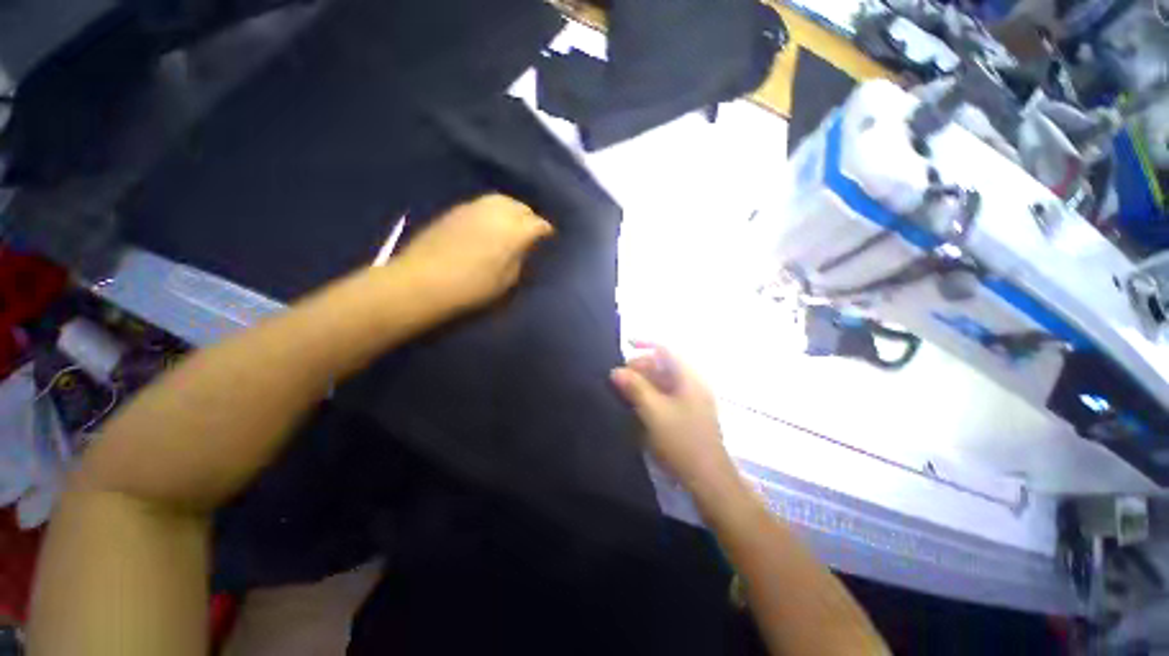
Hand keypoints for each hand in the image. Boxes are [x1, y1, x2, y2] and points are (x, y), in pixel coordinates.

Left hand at [394, 194, 552, 311]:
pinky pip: (483, 204)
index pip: (538, 224)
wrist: (423, 281)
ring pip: (502, 200)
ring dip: (511, 210)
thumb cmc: (472, 288)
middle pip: (521, 207)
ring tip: (512, 224)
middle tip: (531, 231)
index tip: (549, 239)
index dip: (546, 231)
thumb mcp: (507, 280)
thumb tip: (523, 247)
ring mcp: (474, 207)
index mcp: (514, 231)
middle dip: (529, 217)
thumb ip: (520, 259)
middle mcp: (497, 212)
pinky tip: (490, 223)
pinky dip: (493, 210)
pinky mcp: (456, 210)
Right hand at [610, 345, 738, 495]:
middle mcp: (693, 383)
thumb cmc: (682, 440)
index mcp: (690, 377)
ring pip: (665, 379)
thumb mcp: (654, 411)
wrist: (708, 478)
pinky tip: (639, 403)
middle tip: (620, 376)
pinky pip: (667, 393)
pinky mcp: (689, 412)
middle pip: (665, 363)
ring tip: (625, 389)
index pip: (667, 349)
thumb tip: (616, 371)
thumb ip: (635, 388)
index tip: (626, 343)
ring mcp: (693, 398)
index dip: (646, 342)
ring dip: (645, 379)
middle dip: (642, 365)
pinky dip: (652, 392)